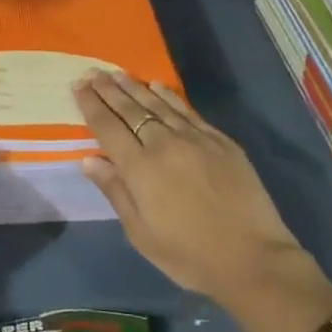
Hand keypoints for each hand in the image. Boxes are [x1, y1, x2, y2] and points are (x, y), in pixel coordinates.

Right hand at [73, 70, 331, 331]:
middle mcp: (164, 144)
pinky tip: (157, 86)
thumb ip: (115, 192)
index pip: (108, 127)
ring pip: (157, 103)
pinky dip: (168, 95)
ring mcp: (194, 138)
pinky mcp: (220, 140)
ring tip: (117, 73)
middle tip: (92, 72)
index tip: (78, 86)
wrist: (253, 259)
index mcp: (140, 168)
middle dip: (108, 89)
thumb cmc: (190, 255)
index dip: (91, 105)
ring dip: (134, 87)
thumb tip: (89, 159)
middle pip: (130, 109)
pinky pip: (186, 110)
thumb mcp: (142, 234)